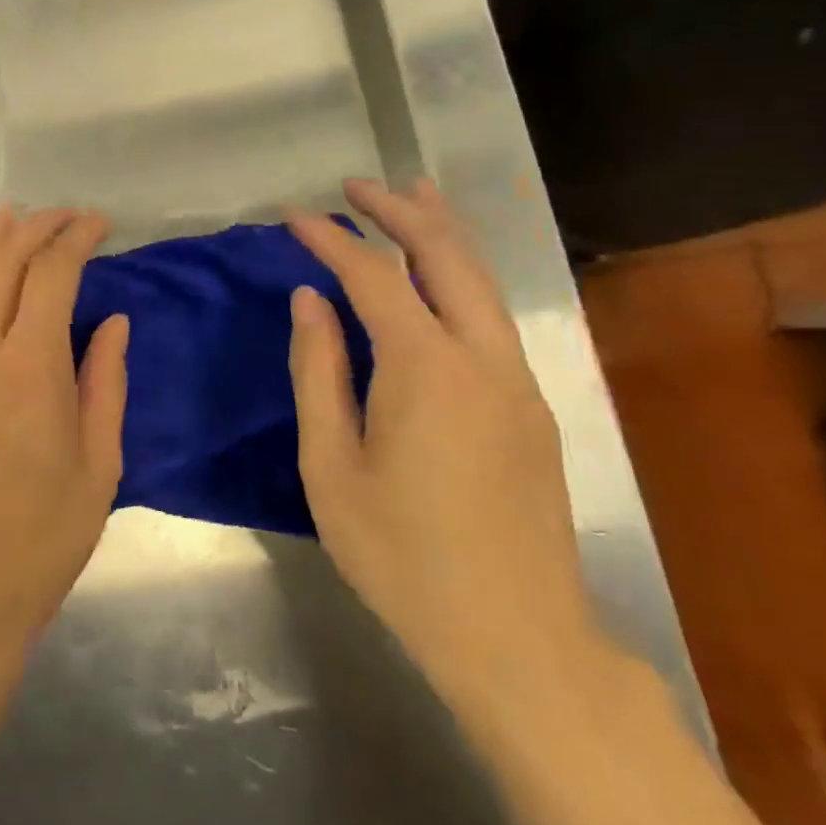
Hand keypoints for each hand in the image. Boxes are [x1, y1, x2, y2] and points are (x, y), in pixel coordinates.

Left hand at [0, 207, 129, 692]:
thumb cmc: (38, 542)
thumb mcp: (98, 467)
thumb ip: (104, 382)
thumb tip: (112, 320)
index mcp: (28, 369)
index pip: (51, 273)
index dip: (77, 237)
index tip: (100, 224)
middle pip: (2, 259)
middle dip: (38, 226)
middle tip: (69, 217)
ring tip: (19, 217)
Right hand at [285, 179, 607, 719]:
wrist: (517, 638)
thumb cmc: (402, 557)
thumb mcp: (331, 468)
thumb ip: (318, 373)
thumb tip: (310, 301)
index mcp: (425, 370)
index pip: (373, 276)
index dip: (330, 239)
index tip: (293, 216)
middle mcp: (482, 358)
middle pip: (445, 255)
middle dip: (399, 210)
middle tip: (355, 186)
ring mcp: (517, 380)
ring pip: (482, 280)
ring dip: (442, 231)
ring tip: (411, 194)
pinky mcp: (532, 406)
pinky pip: (493, 316)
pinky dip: (463, 274)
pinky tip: (442, 274)